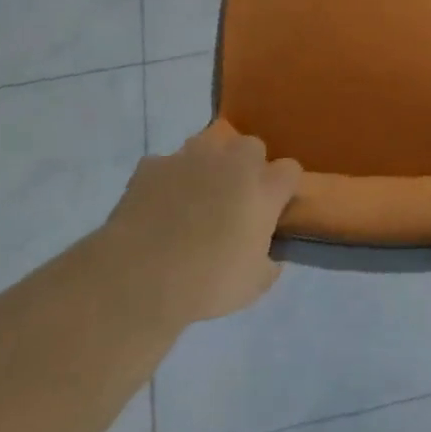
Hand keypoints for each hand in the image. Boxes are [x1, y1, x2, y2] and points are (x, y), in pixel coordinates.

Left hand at [101, 124, 301, 323]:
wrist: (140, 276)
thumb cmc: (207, 282)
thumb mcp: (253, 286)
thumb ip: (269, 265)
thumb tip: (270, 257)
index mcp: (263, 189)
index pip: (290, 170)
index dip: (283, 187)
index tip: (275, 207)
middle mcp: (232, 162)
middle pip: (252, 146)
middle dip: (248, 166)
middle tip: (236, 199)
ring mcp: (190, 157)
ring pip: (209, 145)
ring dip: (210, 164)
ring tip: (196, 196)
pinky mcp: (154, 164)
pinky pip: (168, 164)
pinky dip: (168, 180)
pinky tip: (159, 206)